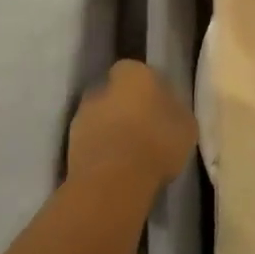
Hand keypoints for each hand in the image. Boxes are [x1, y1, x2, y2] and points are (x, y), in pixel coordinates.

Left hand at [66, 60, 197, 193]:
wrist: (113, 182)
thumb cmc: (157, 142)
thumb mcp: (186, 125)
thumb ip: (175, 111)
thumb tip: (169, 110)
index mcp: (134, 73)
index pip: (139, 71)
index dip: (149, 88)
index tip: (159, 106)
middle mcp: (103, 87)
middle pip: (115, 93)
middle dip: (126, 107)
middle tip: (144, 129)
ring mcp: (82, 116)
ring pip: (100, 118)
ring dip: (111, 130)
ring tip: (130, 153)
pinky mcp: (68, 147)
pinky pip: (91, 143)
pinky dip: (100, 151)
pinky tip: (116, 168)